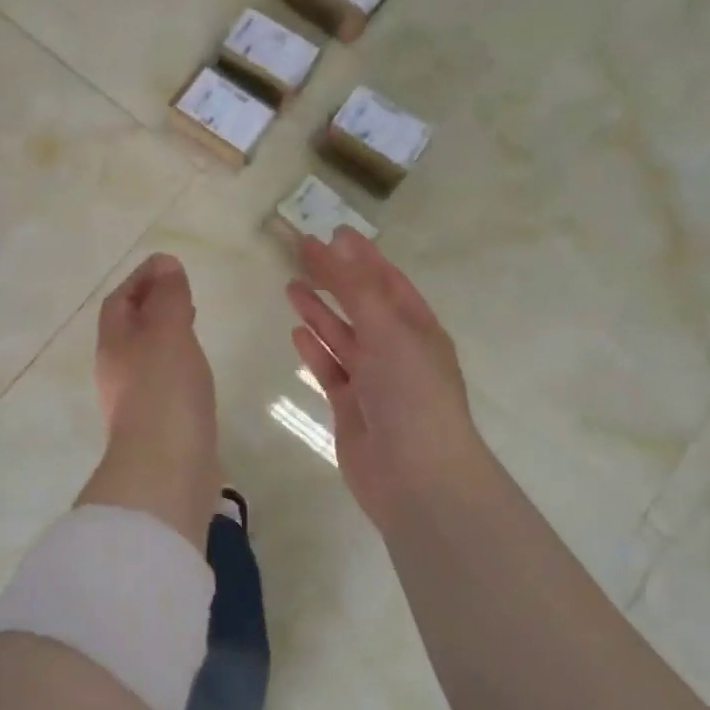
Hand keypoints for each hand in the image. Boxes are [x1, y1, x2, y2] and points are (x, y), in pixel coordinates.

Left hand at [81, 253, 219, 547]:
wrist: (166, 467)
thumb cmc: (164, 389)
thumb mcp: (167, 330)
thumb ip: (167, 296)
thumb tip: (165, 264)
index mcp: (114, 343)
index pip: (119, 301)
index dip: (140, 279)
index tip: (167, 265)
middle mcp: (118, 370)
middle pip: (130, 328)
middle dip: (152, 305)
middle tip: (181, 292)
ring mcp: (135, 399)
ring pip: (147, 354)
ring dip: (165, 334)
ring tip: (192, 324)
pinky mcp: (157, 423)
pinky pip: (163, 380)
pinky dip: (177, 363)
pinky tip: (197, 368)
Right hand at [286, 229, 494, 531]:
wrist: (416, 477)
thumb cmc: (411, 394)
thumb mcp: (388, 330)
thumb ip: (355, 288)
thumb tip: (332, 243)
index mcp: (418, 328)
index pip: (387, 281)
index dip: (361, 256)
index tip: (333, 232)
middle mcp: (397, 350)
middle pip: (361, 305)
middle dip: (335, 279)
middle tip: (301, 253)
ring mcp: (374, 380)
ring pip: (342, 337)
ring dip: (319, 312)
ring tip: (291, 286)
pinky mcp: (351, 408)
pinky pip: (331, 370)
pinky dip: (315, 351)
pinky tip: (296, 334)